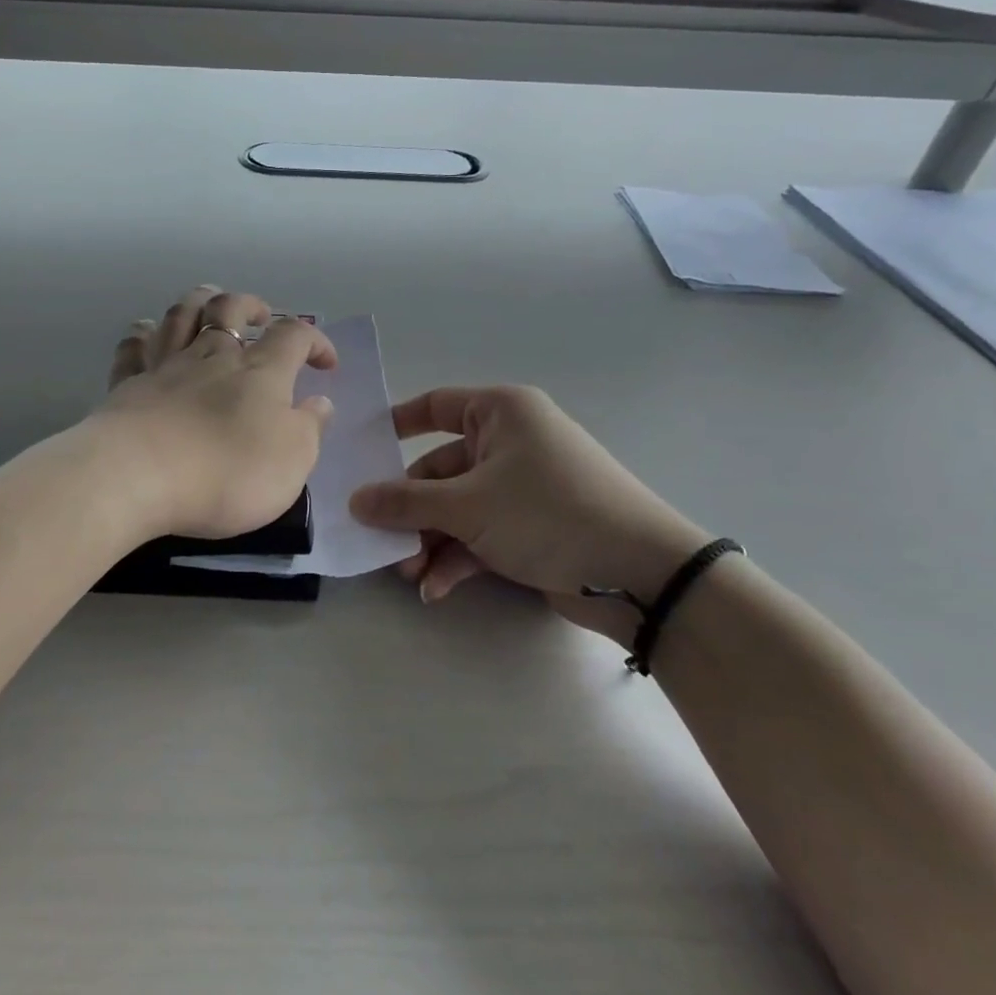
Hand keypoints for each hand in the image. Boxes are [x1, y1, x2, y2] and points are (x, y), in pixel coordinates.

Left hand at [94, 286, 336, 539]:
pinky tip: (145, 333)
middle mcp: (212, 356)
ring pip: (181, 315)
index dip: (314, 340)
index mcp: (259, 372)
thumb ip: (309, 428)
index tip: (325, 363)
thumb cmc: (228, 471)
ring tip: (208, 304)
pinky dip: (142, 335)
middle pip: (229, 308)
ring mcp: (165, 366)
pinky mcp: (127, 385)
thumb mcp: (292, 461)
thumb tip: (320, 403)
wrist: (139, 475)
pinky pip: (133, 347)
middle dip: (250, 305)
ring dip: (199, 302)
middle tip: (261, 317)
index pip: (294, 336)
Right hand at [348, 386, 710, 636]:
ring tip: (408, 573)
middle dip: (411, 510)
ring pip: (457, 507)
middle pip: (439, 469)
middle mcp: (510, 443)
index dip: (396, 425)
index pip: (435, 406)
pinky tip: (436, 588)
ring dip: (429, 539)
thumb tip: (355, 501)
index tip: (361, 451)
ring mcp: (521, 488)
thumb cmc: (547, 512)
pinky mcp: (531, 527)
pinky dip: (457, 558)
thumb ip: (405, 503)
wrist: (640, 574)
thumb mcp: (468, 505)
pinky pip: (480, 533)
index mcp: (499, 413)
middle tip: (381, 540)